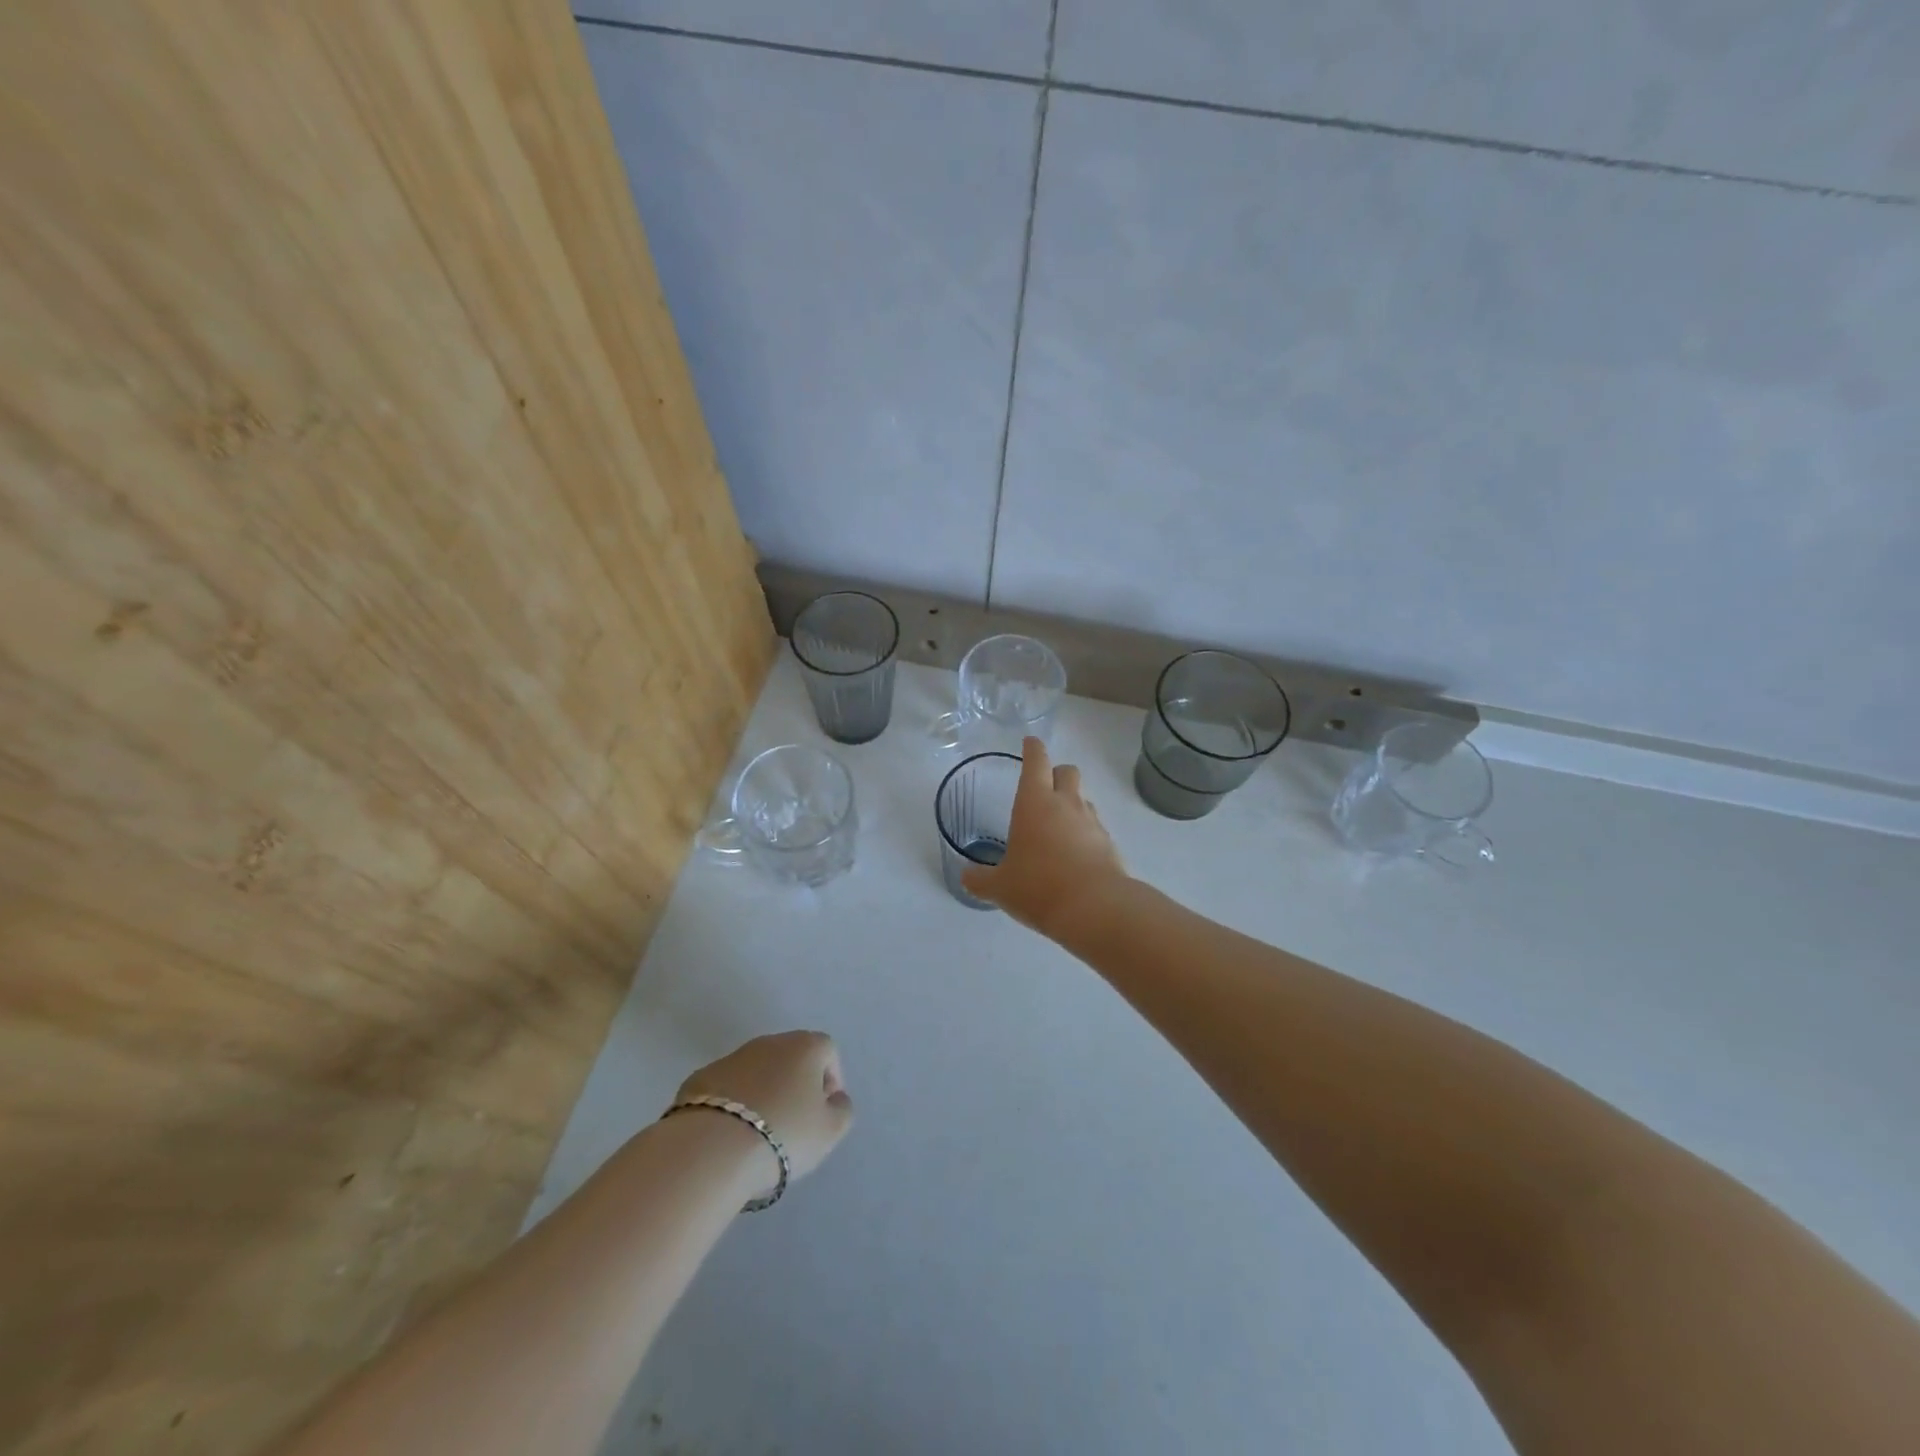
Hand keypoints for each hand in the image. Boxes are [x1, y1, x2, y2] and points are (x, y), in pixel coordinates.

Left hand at [674, 1032, 853, 1186]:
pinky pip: (726, 1088)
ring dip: (762, 1093)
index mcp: (805, 1046)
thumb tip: (834, 1099)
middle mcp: (769, 1042)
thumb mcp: (831, 1131)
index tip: (823, 1113)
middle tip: (793, 1124)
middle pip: (791, 1057)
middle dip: (795, 1085)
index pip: (828, 1051)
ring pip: (756, 1071)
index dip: (831, 1080)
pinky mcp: (699, 1078)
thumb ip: (842, 1109)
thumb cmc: (783, 1134)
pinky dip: (732, 1105)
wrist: (711, 1149)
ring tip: (758, 1134)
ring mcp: (731, 1057)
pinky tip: (728, 1135)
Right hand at [961, 737, 1128, 937]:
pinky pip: (1095, 828)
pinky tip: (1073, 856)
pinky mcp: (1109, 844)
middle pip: (1068, 771)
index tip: (1030, 742)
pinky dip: (1084, 833)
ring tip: (1056, 828)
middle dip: (1056, 773)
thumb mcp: (999, 887)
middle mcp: (1066, 804)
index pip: (1036, 761)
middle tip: (1043, 789)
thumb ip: (980, 879)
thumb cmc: (1038, 887)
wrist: (1095, 909)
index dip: (1032, 748)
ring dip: (1071, 804)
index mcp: (1035, 802)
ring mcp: (1092, 822)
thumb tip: (966, 877)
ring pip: (1083, 799)